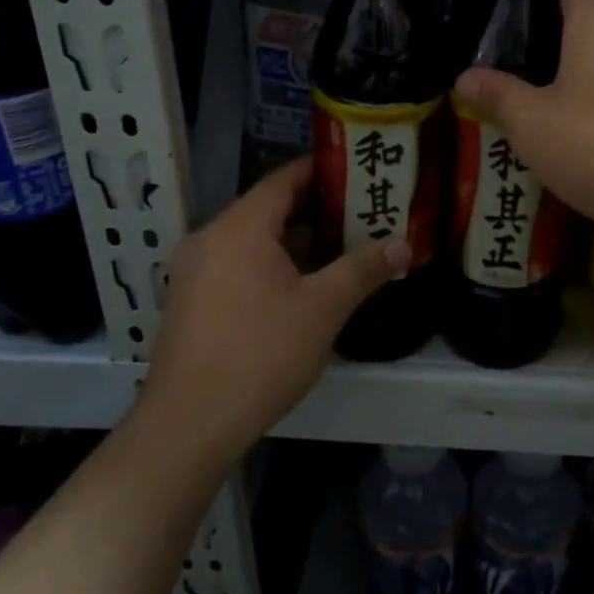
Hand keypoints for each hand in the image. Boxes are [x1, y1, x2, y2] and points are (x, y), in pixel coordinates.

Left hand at [141, 159, 408, 462]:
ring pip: (251, 240)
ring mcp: (193, 271)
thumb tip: (404, 245)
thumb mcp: (323, 308)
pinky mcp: (190, 301)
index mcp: (239, 228)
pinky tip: (302, 285)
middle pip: (267, 209)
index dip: (319, 170)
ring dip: (293, 240)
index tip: (354, 169)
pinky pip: (236, 264)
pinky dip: (269, 263)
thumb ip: (363, 269)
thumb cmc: (261, 353)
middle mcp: (210, 238)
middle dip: (314, 209)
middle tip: (360, 210)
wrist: (190, 424)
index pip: (282, 180)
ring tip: (341, 245)